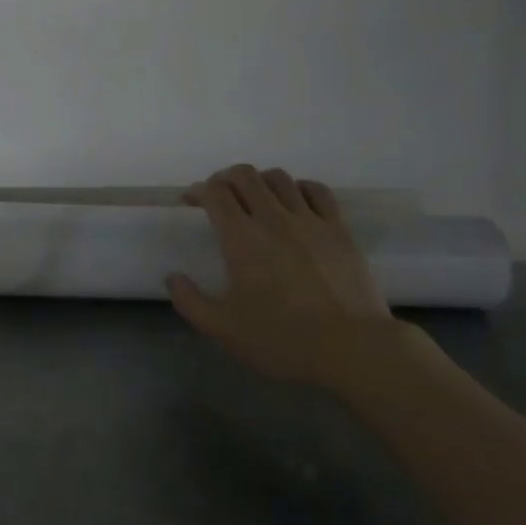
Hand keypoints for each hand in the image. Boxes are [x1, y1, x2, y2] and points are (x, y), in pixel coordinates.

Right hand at [167, 165, 400, 383]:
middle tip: (221, 195)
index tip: (192, 200)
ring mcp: (310, 220)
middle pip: (245, 175)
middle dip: (226, 177)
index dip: (198, 189)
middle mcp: (273, 218)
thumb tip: (172, 277)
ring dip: (260, 180)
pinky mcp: (339, 229)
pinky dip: (299, 187)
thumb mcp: (224, 330)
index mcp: (241, 238)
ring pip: (279, 178)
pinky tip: (296, 201)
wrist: (353, 349)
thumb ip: (190, 302)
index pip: (215, 192)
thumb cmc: (283, 339)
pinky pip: (317, 191)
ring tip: (256, 197)